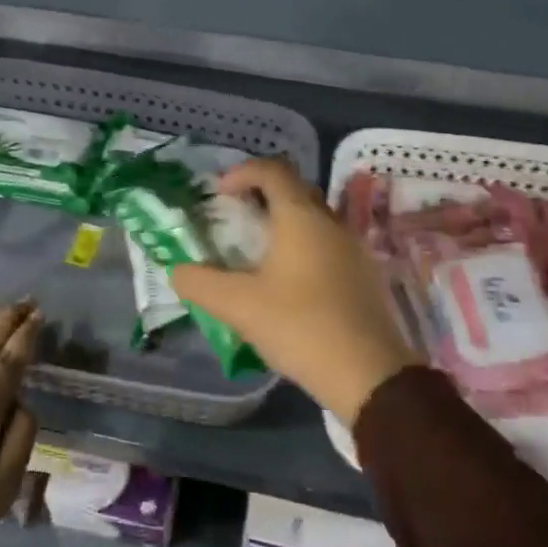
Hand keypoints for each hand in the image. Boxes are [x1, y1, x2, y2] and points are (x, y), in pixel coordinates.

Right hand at [171, 158, 419, 423]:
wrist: (369, 375)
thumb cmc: (300, 326)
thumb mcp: (238, 306)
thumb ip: (200, 283)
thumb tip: (177, 271)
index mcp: (302, 218)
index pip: (273, 170)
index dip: (242, 172)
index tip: (219, 193)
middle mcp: (331, 223)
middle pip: (296, 190)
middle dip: (262, 196)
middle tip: (236, 218)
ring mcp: (354, 249)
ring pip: (314, 220)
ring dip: (284, 224)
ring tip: (257, 253)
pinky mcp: (365, 276)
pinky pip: (328, 245)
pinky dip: (303, 248)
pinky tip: (288, 283)